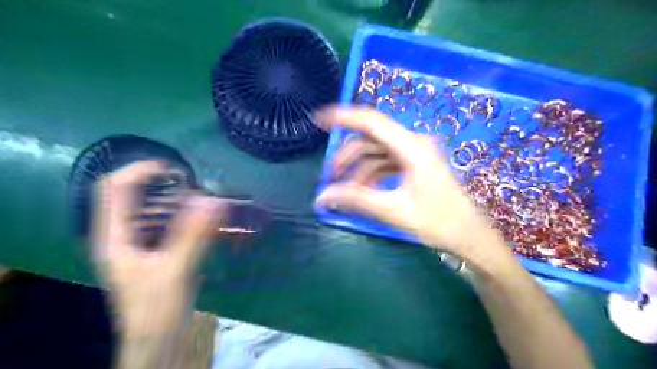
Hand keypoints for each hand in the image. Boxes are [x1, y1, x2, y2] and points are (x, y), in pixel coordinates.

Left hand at [93, 160, 226, 336]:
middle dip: (160, 182)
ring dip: (173, 196)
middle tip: (194, 184)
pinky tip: (202, 216)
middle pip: (132, 193)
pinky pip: (165, 220)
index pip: (115, 188)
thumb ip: (194, 235)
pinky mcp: (154, 249)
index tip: (176, 170)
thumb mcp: (177, 271)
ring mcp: (137, 242)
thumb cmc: (159, 309)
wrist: (158, 339)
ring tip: (202, 197)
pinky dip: (182, 212)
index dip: (141, 171)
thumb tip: (215, 200)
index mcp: (115, 237)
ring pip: (150, 206)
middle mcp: (122, 235)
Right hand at [316, 107, 503, 262]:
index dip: (343, 117)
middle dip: (347, 156)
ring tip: (343, 189)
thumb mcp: (393, 210)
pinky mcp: (415, 165)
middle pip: (371, 140)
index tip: (318, 120)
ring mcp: (415, 154)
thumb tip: (321, 197)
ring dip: (358, 168)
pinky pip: (386, 163)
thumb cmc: (437, 222)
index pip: (372, 122)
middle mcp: (414, 144)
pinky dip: (371, 174)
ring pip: (377, 152)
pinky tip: (362, 190)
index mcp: (412, 148)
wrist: (470, 237)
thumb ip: (356, 199)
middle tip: (330, 177)